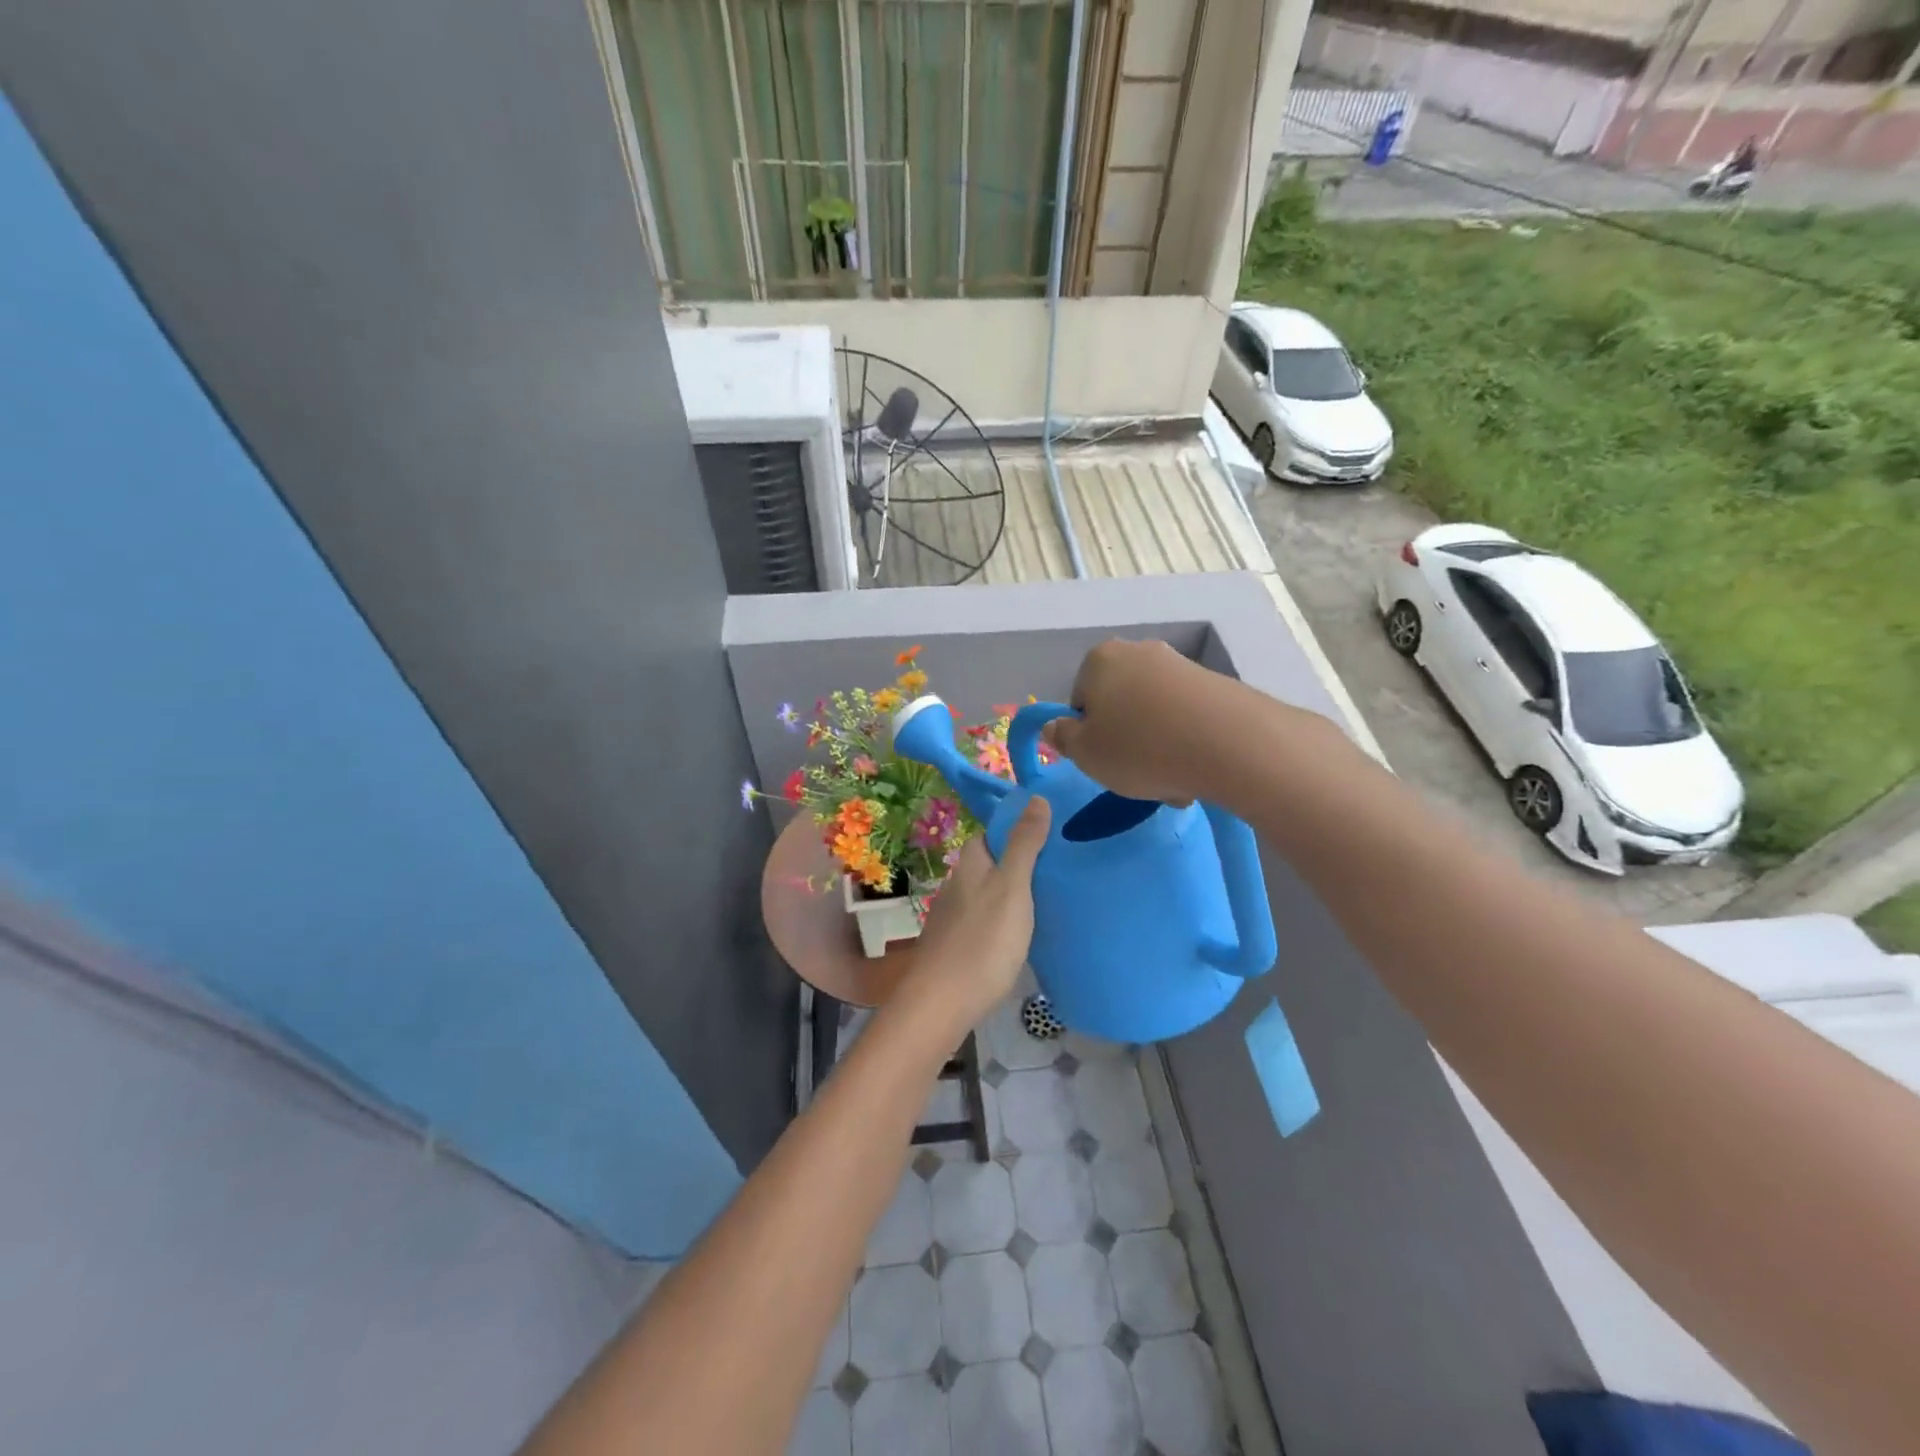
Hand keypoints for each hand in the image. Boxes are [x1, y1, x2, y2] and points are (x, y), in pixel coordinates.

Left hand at [907, 798, 1050, 1029]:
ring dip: (1014, 893)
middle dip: (1020, 862)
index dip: (1018, 828)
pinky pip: (987, 921)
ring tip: (1052, 898)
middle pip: (992, 864)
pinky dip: (1006, 920)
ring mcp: (955, 917)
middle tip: (1061, 866)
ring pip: (989, 894)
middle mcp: (958, 885)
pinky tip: (1025, 934)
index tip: (1052, 831)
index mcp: (970, 864)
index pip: (992, 833)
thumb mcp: (1013, 886)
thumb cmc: (983, 940)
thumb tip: (1035, 797)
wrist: (943, 1003)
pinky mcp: (958, 946)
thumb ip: (1024, 844)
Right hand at [1041, 639, 1250, 804]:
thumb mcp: (1085, 754)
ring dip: (1156, 748)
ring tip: (1172, 782)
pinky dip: (1185, 744)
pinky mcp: (1215, 684)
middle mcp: (1139, 651)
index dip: (1087, 735)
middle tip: (1135, 775)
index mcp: (1100, 660)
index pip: (1080, 700)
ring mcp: (1180, 665)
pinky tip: (1196, 771)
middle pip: (1119, 705)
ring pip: (1154, 716)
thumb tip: (1056, 726)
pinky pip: (1186, 719)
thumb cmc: (1140, 748)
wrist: (1230, 743)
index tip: (1103, 760)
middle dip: (1125, 741)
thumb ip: (1062, 738)